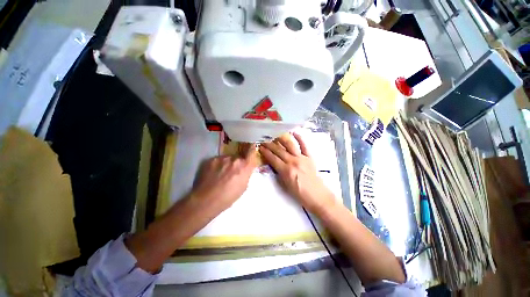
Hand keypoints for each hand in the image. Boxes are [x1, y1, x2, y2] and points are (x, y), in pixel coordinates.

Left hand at [192, 144, 257, 213]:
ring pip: (227, 159)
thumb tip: (245, 169)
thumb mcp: (244, 187)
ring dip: (226, 164)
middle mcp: (235, 159)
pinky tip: (213, 174)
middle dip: (237, 163)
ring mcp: (222, 158)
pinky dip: (217, 165)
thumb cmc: (228, 197)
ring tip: (220, 175)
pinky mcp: (211, 159)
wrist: (207, 200)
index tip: (251, 145)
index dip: (252, 148)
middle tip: (232, 172)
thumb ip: (246, 174)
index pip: (251, 151)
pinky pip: (218, 160)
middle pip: (238, 157)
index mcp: (245, 166)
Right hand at [260, 133, 335, 213]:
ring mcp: (302, 158)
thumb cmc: (299, 194)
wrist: (318, 196)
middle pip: (279, 150)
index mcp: (286, 170)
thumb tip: (273, 163)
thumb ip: (278, 173)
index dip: (265, 152)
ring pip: (290, 145)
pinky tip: (294, 132)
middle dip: (270, 144)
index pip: (272, 158)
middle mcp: (293, 161)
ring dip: (281, 138)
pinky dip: (299, 138)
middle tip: (264, 138)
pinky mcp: (309, 157)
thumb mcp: (285, 185)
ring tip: (275, 133)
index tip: (260, 146)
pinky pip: (304, 145)